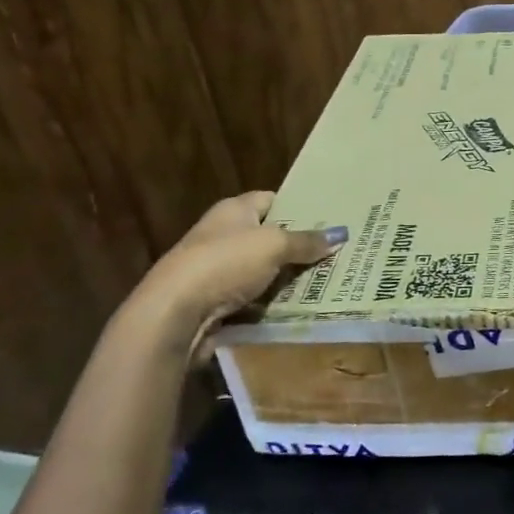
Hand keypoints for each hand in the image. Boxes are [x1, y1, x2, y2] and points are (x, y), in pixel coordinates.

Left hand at [114, 191, 345, 363]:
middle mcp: (222, 236)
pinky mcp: (214, 303)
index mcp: (232, 211)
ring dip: (287, 279)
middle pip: (268, 237)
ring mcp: (216, 271)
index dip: (297, 206)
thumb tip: (340, 234)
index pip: (270, 199)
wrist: (173, 314)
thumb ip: (306, 241)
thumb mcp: (274, 245)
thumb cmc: (224, 263)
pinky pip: (253, 300)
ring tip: (328, 282)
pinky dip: (272, 305)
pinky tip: (299, 309)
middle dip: (298, 246)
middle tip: (337, 253)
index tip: (328, 217)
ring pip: (263, 271)